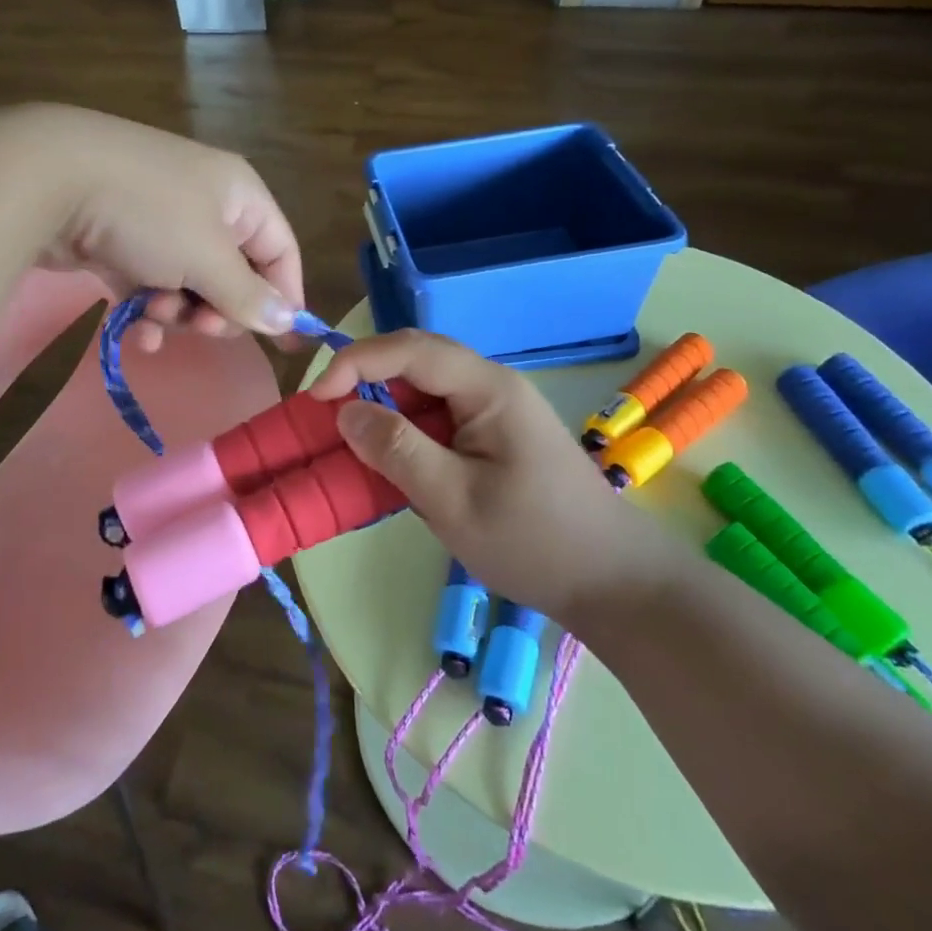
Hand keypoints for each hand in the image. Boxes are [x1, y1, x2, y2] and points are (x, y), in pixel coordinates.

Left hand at [0, 105, 304, 352]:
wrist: (49, 178)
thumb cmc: (148, 213)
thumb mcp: (207, 258)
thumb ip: (248, 295)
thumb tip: (288, 319)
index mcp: (239, 195)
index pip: (280, 250)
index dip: (285, 296)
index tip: (284, 343)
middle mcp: (206, 203)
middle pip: (234, 272)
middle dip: (219, 308)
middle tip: (200, 327)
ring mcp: (161, 219)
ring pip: (190, 282)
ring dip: (178, 310)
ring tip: (154, 314)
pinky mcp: (122, 237)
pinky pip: (151, 281)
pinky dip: (148, 307)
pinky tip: (137, 332)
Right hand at [309, 329, 686, 620]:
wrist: (614, 582)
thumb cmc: (535, 543)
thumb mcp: (454, 501)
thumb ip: (397, 450)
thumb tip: (345, 411)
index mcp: (488, 388)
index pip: (411, 349)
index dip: (357, 362)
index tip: (318, 398)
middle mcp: (492, 385)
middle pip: (417, 359)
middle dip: (366, 378)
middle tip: (327, 415)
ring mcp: (497, 409)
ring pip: (425, 388)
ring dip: (384, 406)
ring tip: (350, 439)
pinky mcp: (495, 434)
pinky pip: (439, 415)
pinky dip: (406, 429)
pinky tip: (390, 460)